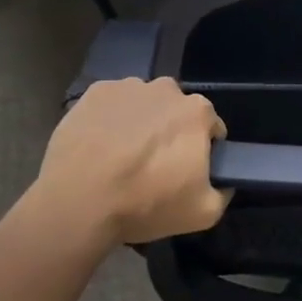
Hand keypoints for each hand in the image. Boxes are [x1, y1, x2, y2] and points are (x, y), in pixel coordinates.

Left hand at [31, 77, 229, 245]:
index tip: (186, 171)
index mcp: (197, 111)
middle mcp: (167, 89)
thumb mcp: (202, 213)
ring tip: (121, 157)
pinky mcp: (95, 92)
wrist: (78, 202)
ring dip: (140, 123)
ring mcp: (128, 87)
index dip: (202, 150)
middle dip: (170, 132)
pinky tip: (99, 146)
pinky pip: (112, 104)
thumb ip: (223, 193)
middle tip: (153, 166)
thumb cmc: (145, 203)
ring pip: (143, 104)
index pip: (210, 127)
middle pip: (176, 111)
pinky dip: (110, 120)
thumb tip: (224, 183)